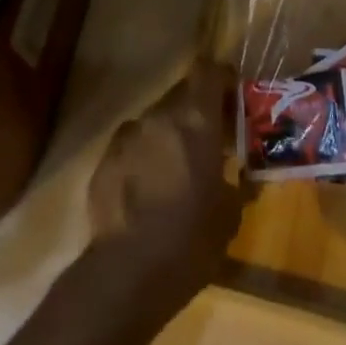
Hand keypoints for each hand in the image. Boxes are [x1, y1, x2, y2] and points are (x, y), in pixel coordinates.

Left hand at [86, 62, 248, 311]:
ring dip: (169, 134)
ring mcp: (128, 135)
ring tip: (176, 169)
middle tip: (209, 139)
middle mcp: (160, 115)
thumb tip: (241, 175)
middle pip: (182, 93)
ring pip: (155, 120)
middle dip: (196, 110)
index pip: (208, 69)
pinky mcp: (104, 159)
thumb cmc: (189, 241)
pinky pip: (131, 145)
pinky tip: (147, 190)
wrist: (125, 275)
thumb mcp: (229, 214)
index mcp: (196, 119)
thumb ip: (237, 181)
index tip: (232, 98)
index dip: (221, 78)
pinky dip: (143, 156)